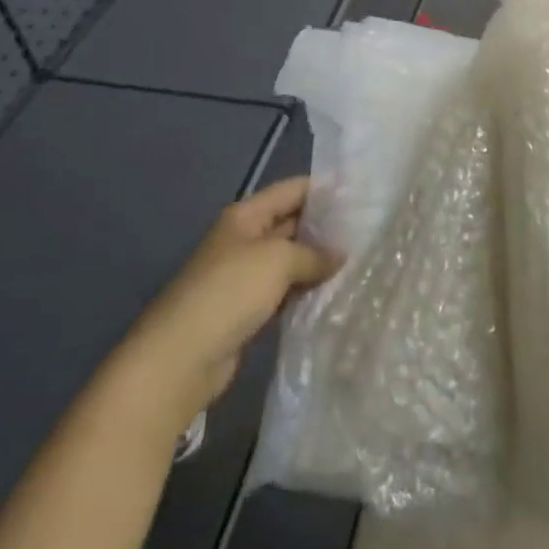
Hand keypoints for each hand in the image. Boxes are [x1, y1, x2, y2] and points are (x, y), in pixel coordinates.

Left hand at [137, 176, 340, 409]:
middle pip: (292, 223)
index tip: (362, 195)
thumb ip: (313, 253)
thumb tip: (340, 256)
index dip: (325, 189)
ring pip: (290, 260)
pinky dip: (306, 291)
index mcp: (245, 216)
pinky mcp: (247, 310)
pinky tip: (334, 293)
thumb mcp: (277, 261)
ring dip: (318, 262)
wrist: (179, 359)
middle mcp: (244, 240)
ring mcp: (244, 276)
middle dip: (326, 227)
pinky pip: (284, 291)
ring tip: (360, 261)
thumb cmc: (228, 293)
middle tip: (369, 231)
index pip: (292, 190)